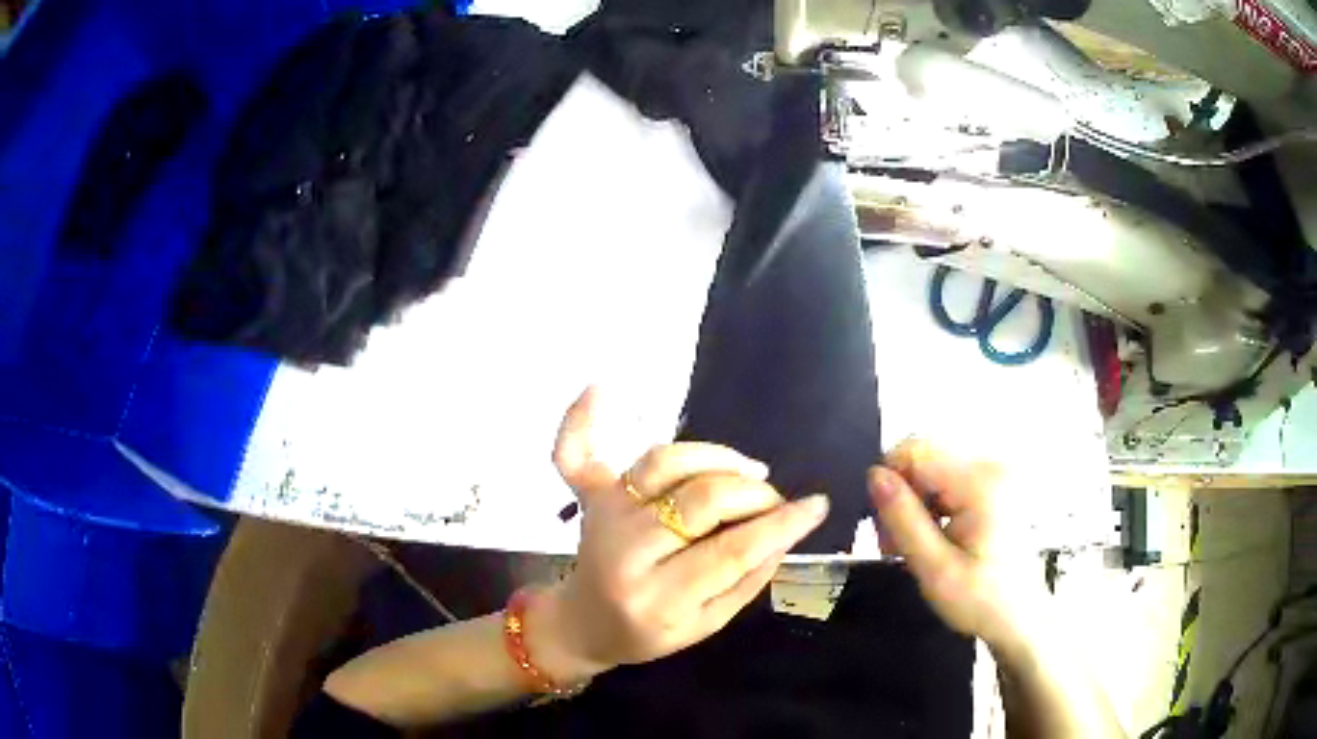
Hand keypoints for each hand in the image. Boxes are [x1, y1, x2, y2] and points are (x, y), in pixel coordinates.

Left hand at [530, 388, 829, 681]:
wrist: (583, 624)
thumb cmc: (648, 634)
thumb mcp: (707, 626)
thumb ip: (747, 581)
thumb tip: (785, 531)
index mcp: (659, 598)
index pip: (732, 552)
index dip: (782, 524)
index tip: (817, 505)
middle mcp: (626, 550)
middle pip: (700, 499)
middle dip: (752, 494)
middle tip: (773, 500)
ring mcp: (604, 515)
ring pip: (663, 463)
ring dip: (714, 457)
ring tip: (745, 471)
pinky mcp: (588, 496)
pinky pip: (573, 452)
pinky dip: (580, 419)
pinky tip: (598, 387)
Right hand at [868, 439, 1044, 651]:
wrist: (1018, 617)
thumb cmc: (980, 600)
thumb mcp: (934, 568)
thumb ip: (902, 519)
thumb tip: (874, 475)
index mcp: (980, 482)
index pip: (916, 451)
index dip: (889, 482)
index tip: (882, 528)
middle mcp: (991, 465)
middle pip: (924, 456)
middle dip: (901, 495)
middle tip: (893, 544)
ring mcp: (995, 472)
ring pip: (932, 467)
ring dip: (914, 502)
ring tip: (912, 545)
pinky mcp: (994, 482)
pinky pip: (948, 478)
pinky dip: (932, 503)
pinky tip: (932, 536)